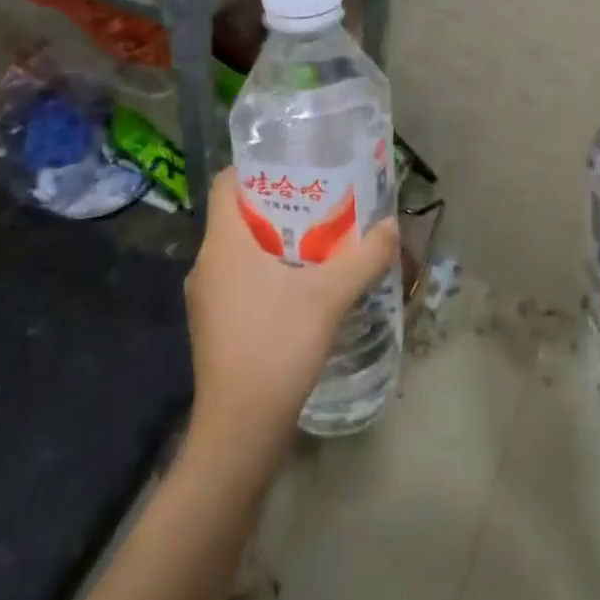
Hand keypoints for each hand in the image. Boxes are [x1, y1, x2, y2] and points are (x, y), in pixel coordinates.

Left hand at [183, 167, 398, 471]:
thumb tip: (392, 226)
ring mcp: (207, 298)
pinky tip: (303, 284)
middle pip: (238, 214)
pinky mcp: (215, 324)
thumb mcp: (329, 296)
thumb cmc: (276, 347)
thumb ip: (364, 256)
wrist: (240, 432)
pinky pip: (240, 278)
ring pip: (241, 249)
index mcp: (223, 244)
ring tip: (320, 238)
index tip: (296, 167)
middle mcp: (206, 264)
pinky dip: (268, 269)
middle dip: (280, 203)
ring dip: (277, 239)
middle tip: (322, 199)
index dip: (255, 167)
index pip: (225, 183)